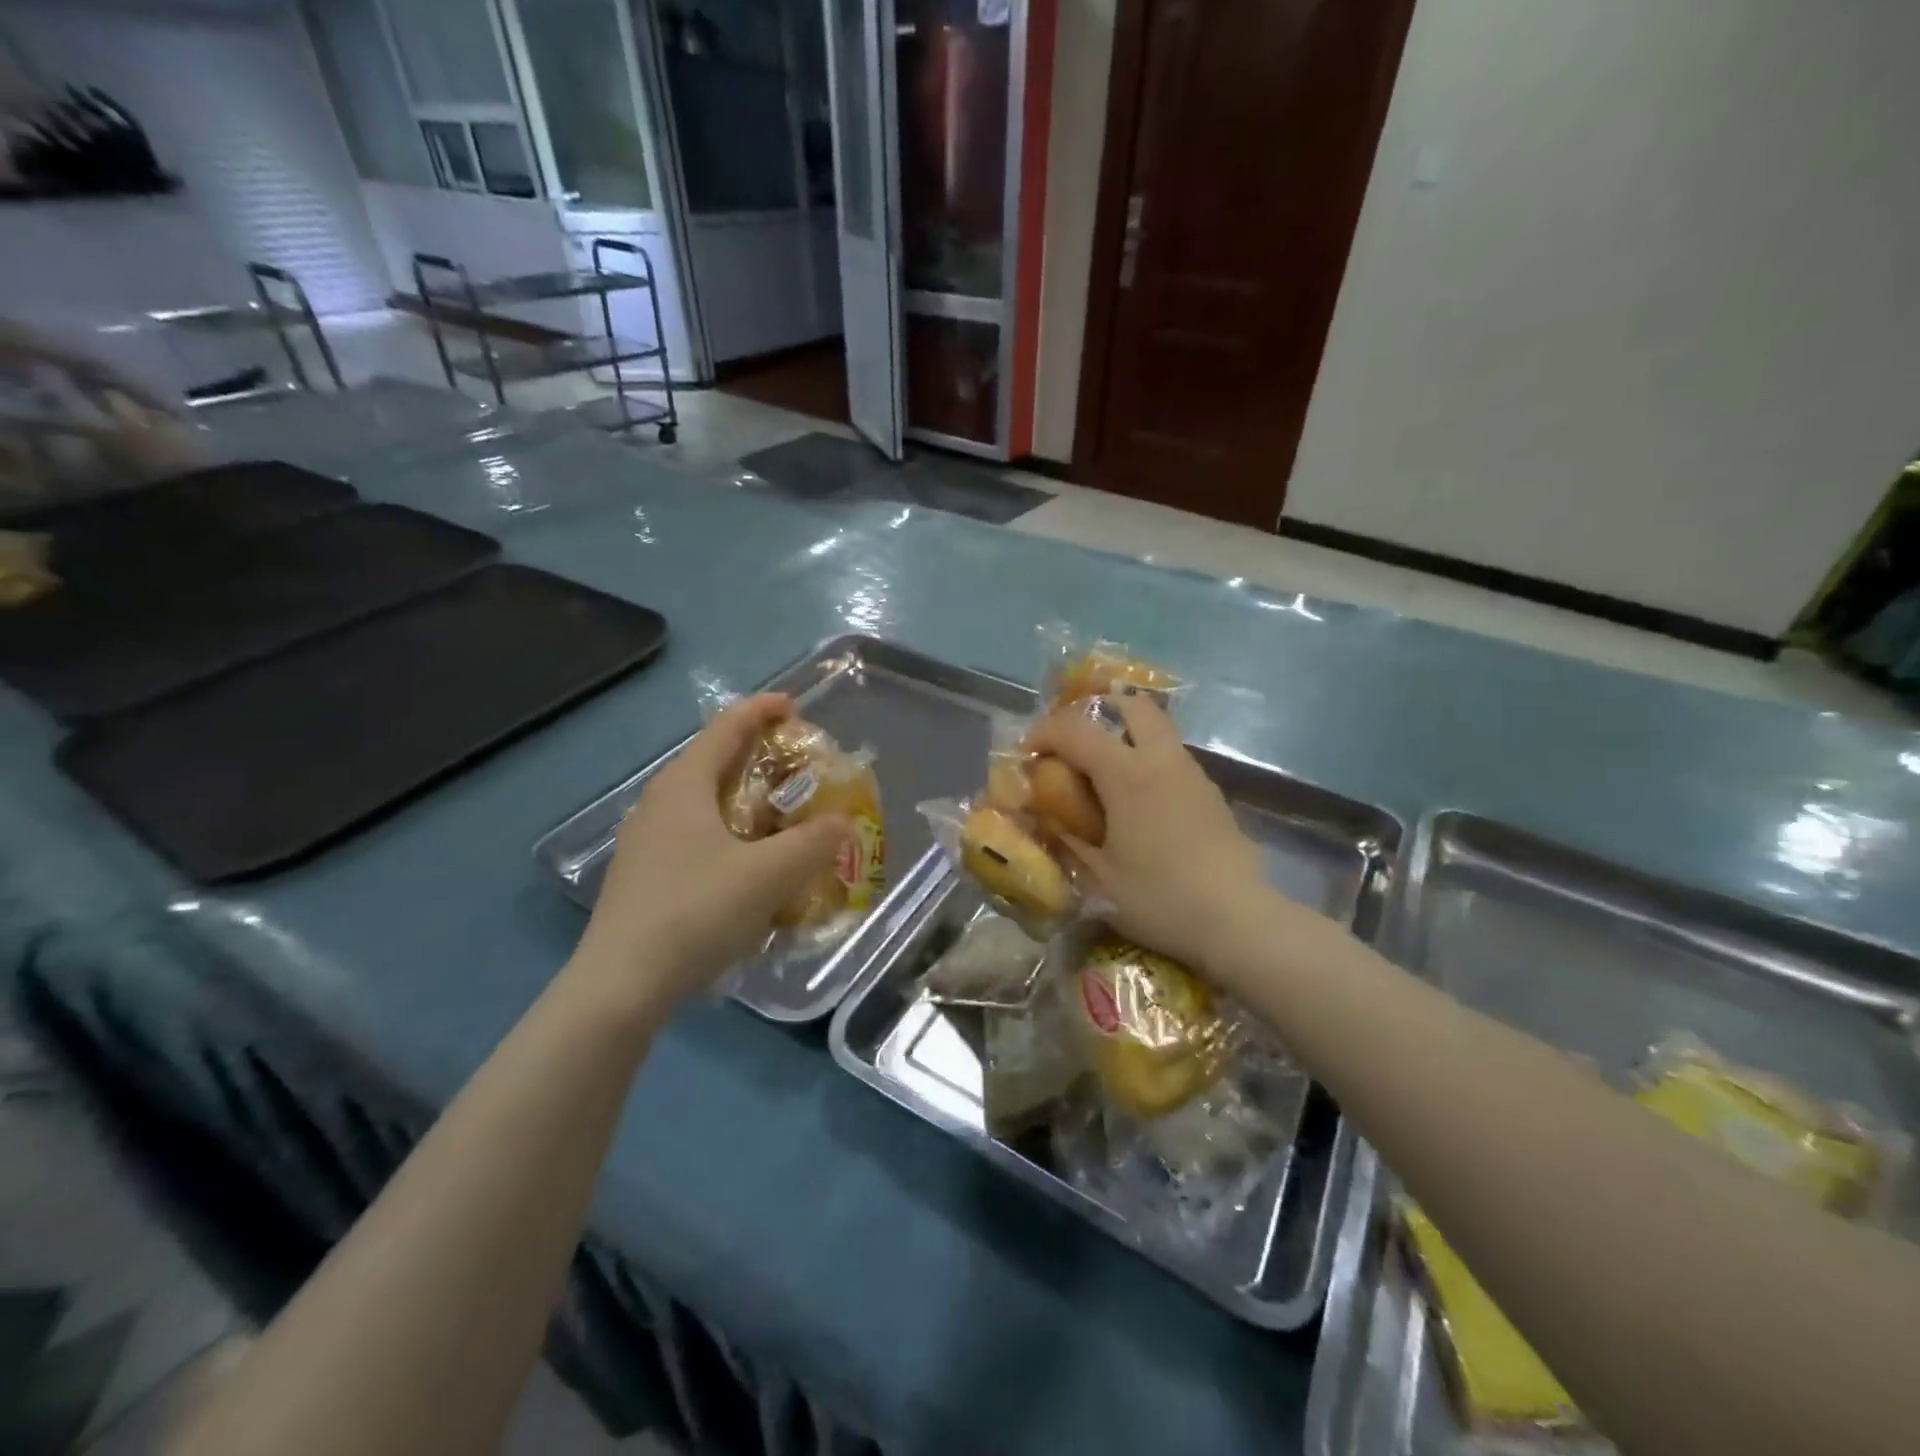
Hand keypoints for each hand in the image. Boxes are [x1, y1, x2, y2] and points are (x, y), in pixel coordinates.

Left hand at [570, 693, 851, 1011]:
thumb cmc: (696, 912)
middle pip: (713, 762)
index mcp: (684, 786)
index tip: (794, 706)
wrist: (621, 985)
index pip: (726, 728)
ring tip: (780, 815)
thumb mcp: (769, 874)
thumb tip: (844, 823)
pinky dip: (729, 834)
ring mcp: (646, 841)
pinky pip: (695, 836)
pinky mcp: (645, 876)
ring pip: (703, 803)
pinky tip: (749, 867)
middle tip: (797, 766)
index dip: (761, 710)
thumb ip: (814, 843)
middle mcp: (659, 804)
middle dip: (757, 756)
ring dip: (743, 799)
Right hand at [1024, 694, 1279, 975]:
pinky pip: (1171, 756)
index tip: (1028, 754)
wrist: (1239, 919)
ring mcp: (1192, 773)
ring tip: (1101, 772)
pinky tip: (1137, 801)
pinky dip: (1146, 759)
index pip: (1076, 731)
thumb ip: (1066, 840)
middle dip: (1096, 711)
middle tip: (1073, 742)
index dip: (1044, 734)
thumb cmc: (1160, 898)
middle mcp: (1162, 760)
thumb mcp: (1099, 878)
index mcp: (1128, 774)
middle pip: (1131, 706)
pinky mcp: (1210, 792)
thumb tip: (1043, 818)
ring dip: (1124, 734)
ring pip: (1156, 728)